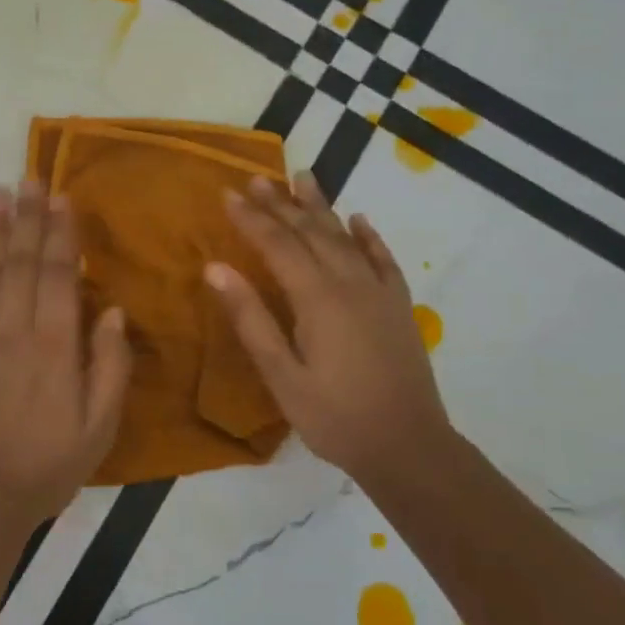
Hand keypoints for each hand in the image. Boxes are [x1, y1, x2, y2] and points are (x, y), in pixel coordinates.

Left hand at [0, 181, 132, 524]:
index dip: (60, 232)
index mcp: (54, 345)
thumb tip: (110, 310)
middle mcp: (12, 331)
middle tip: (29, 177)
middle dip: (27, 217)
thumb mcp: (100, 425)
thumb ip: (109, 365)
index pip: (58, 274)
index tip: (60, 196)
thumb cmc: (48, 466)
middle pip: (21, 263)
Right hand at [205, 172, 451, 484]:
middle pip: (311, 232)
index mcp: (317, 299)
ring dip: (321, 207)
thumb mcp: (281, 375)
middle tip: (257, 178)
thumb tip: (215, 269)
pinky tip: (359, 220)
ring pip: (345, 237)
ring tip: (303, 177)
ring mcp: (379, 293)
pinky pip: (383, 260)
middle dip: (281, 203)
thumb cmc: (334, 416)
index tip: (228, 193)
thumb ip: (250, 318)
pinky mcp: (398, 307)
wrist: (408, 446)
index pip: (277, 245)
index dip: (251, 218)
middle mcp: (350, 284)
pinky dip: (369, 237)